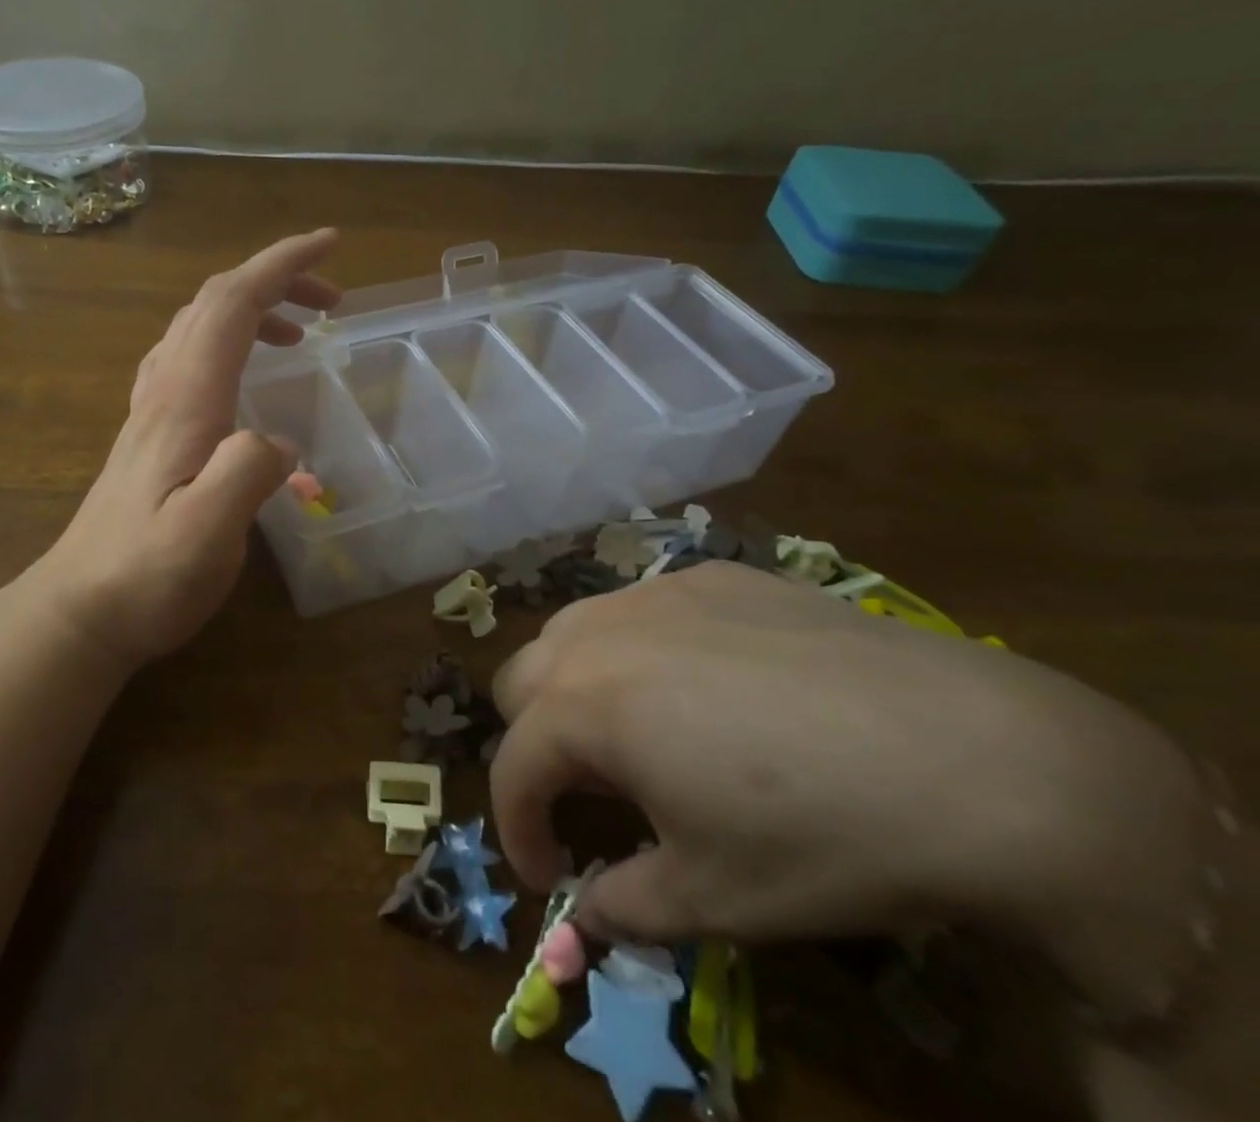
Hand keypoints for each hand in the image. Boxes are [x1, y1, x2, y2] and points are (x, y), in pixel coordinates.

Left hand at [31, 229, 340, 670]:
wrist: (81, 608)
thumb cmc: (145, 575)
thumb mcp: (205, 534)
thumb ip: (247, 475)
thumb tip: (281, 440)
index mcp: (186, 399)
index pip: (232, 303)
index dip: (282, 265)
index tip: (331, 246)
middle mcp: (166, 388)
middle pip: (215, 302)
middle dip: (276, 279)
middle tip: (331, 299)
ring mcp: (153, 407)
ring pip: (199, 325)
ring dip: (253, 307)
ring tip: (300, 331)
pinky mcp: (152, 430)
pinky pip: (190, 356)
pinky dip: (230, 340)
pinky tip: (246, 372)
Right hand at [488, 562, 1206, 1016]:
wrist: (975, 758)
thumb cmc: (822, 839)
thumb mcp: (713, 900)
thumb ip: (625, 905)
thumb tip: (587, 909)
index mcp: (583, 705)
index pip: (511, 767)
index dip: (518, 829)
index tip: (549, 873)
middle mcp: (601, 632)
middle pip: (520, 680)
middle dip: (537, 743)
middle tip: (593, 796)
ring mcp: (658, 592)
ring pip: (574, 631)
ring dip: (577, 685)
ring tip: (639, 732)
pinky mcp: (715, 577)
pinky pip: (644, 607)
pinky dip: (642, 649)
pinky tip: (711, 685)